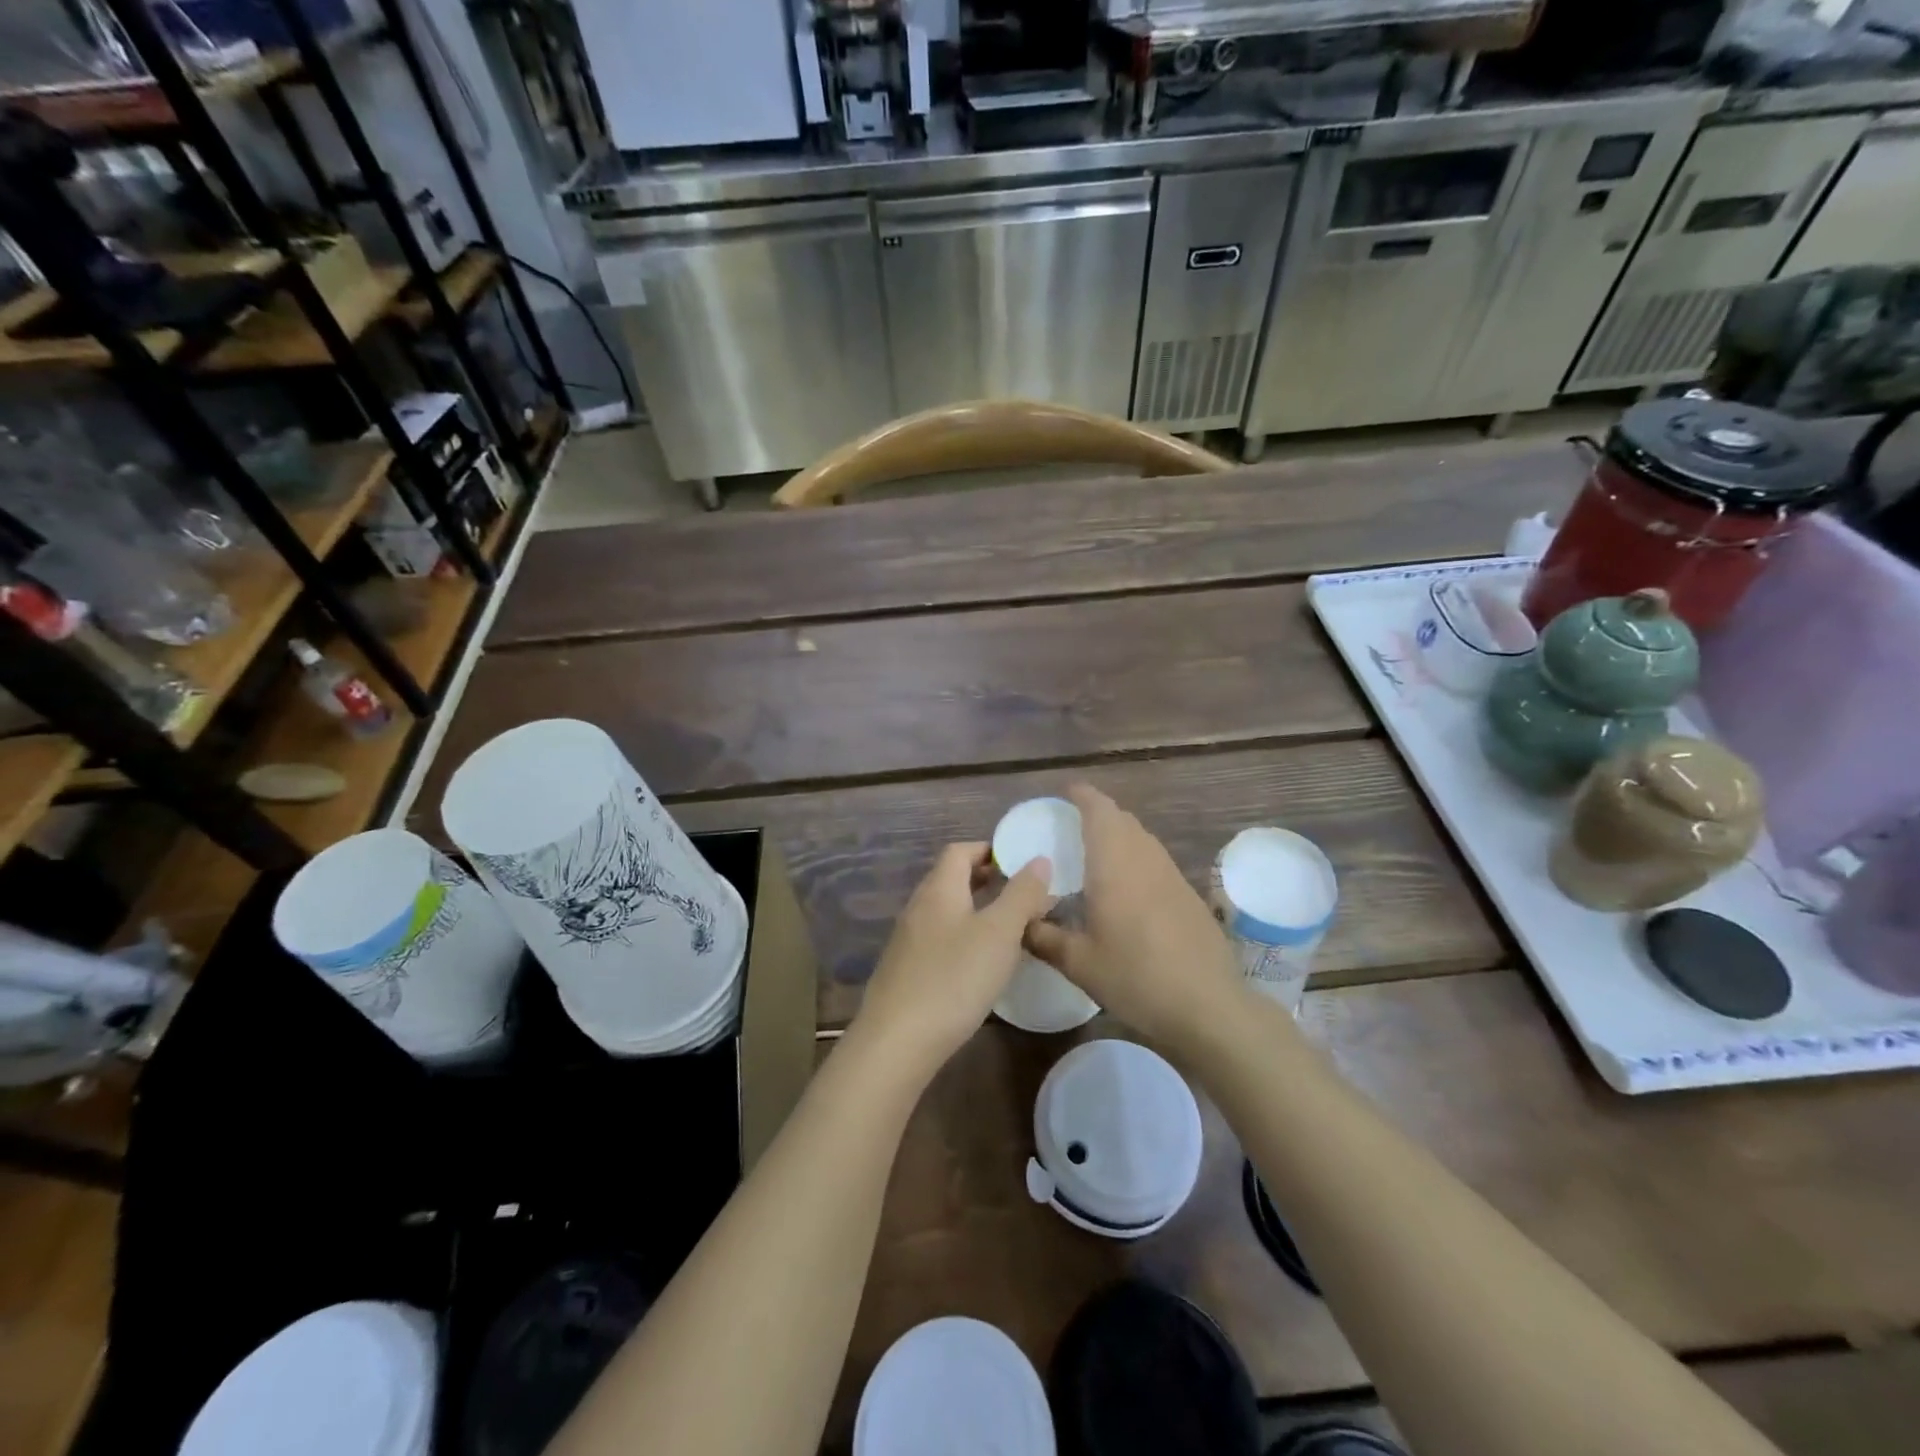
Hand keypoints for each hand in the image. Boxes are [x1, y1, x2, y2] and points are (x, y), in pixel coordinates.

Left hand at [852, 843, 1055, 1077]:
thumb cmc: (954, 978)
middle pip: (952, 879)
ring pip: (948, 912)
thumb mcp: (1000, 933)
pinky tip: (982, 965)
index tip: (1021, 863)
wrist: (897, 1042)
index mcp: (939, 889)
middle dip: (988, 881)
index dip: (990, 850)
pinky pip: (941, 939)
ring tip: (1011, 930)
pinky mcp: (907, 971)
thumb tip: (1038, 859)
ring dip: (978, 912)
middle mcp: (919, 907)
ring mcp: (908, 940)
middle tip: (1024, 895)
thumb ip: (1022, 894)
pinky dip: (965, 939)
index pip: (960, 851)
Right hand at [1025, 785, 1246, 1054]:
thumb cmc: (1135, 976)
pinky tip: (1125, 888)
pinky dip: (1135, 858)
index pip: (1099, 810)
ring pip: (1142, 839)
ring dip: (1119, 835)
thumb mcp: (1078, 962)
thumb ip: (1043, 937)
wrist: (1207, 1005)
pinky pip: (1155, 861)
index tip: (1065, 792)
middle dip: (1098, 814)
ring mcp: (1172, 875)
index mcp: (1114, 864)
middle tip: (1071, 825)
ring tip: (1094, 853)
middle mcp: (1145, 859)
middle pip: (1122, 820)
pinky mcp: (1188, 895)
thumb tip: (1019, 923)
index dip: (1082, 796)